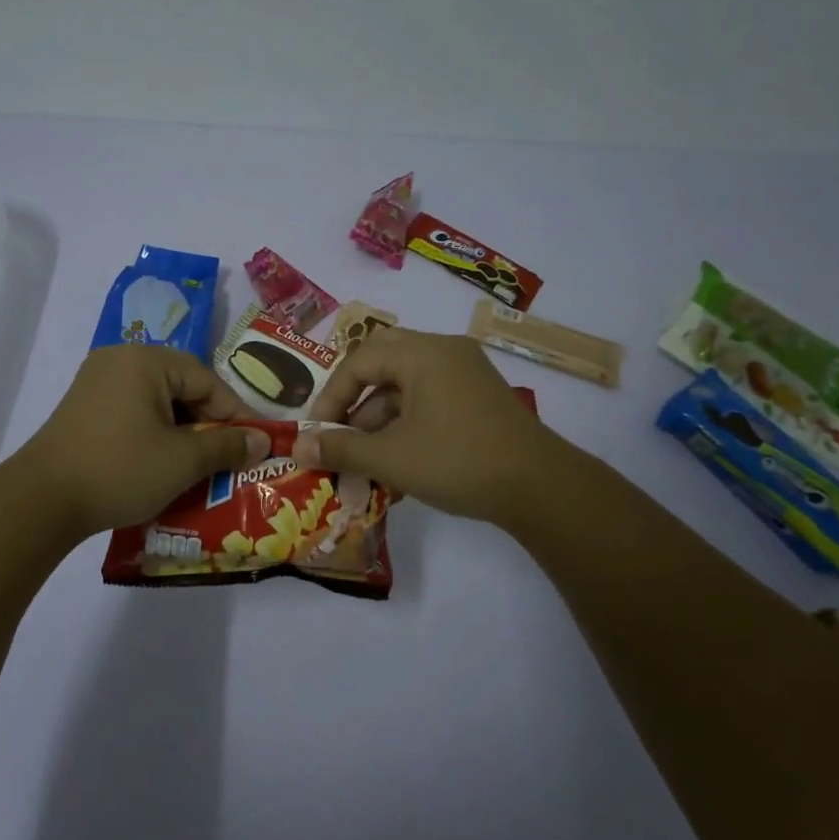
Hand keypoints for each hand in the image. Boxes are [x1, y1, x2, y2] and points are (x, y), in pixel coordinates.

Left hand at [15, 345, 270, 539]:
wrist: (41, 501)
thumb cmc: (120, 470)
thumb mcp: (182, 461)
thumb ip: (227, 445)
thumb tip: (263, 441)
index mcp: (146, 360)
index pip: (206, 380)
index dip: (234, 413)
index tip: (254, 445)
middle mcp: (120, 360)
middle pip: (181, 386)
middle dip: (207, 423)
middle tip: (227, 456)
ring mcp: (97, 383)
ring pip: (157, 401)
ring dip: (181, 431)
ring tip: (199, 464)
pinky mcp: (84, 408)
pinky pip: (133, 411)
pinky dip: (154, 434)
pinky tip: (162, 462)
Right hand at [296, 328, 571, 527]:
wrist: (541, 488)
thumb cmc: (458, 462)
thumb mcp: (391, 458)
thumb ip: (341, 448)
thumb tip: (297, 445)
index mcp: (423, 353)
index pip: (359, 361)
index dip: (331, 397)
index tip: (318, 433)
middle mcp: (445, 352)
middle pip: (382, 363)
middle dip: (355, 401)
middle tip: (340, 431)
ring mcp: (467, 373)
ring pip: (407, 385)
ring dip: (380, 419)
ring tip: (367, 462)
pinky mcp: (480, 397)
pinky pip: (430, 398)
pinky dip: (407, 424)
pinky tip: (399, 463)